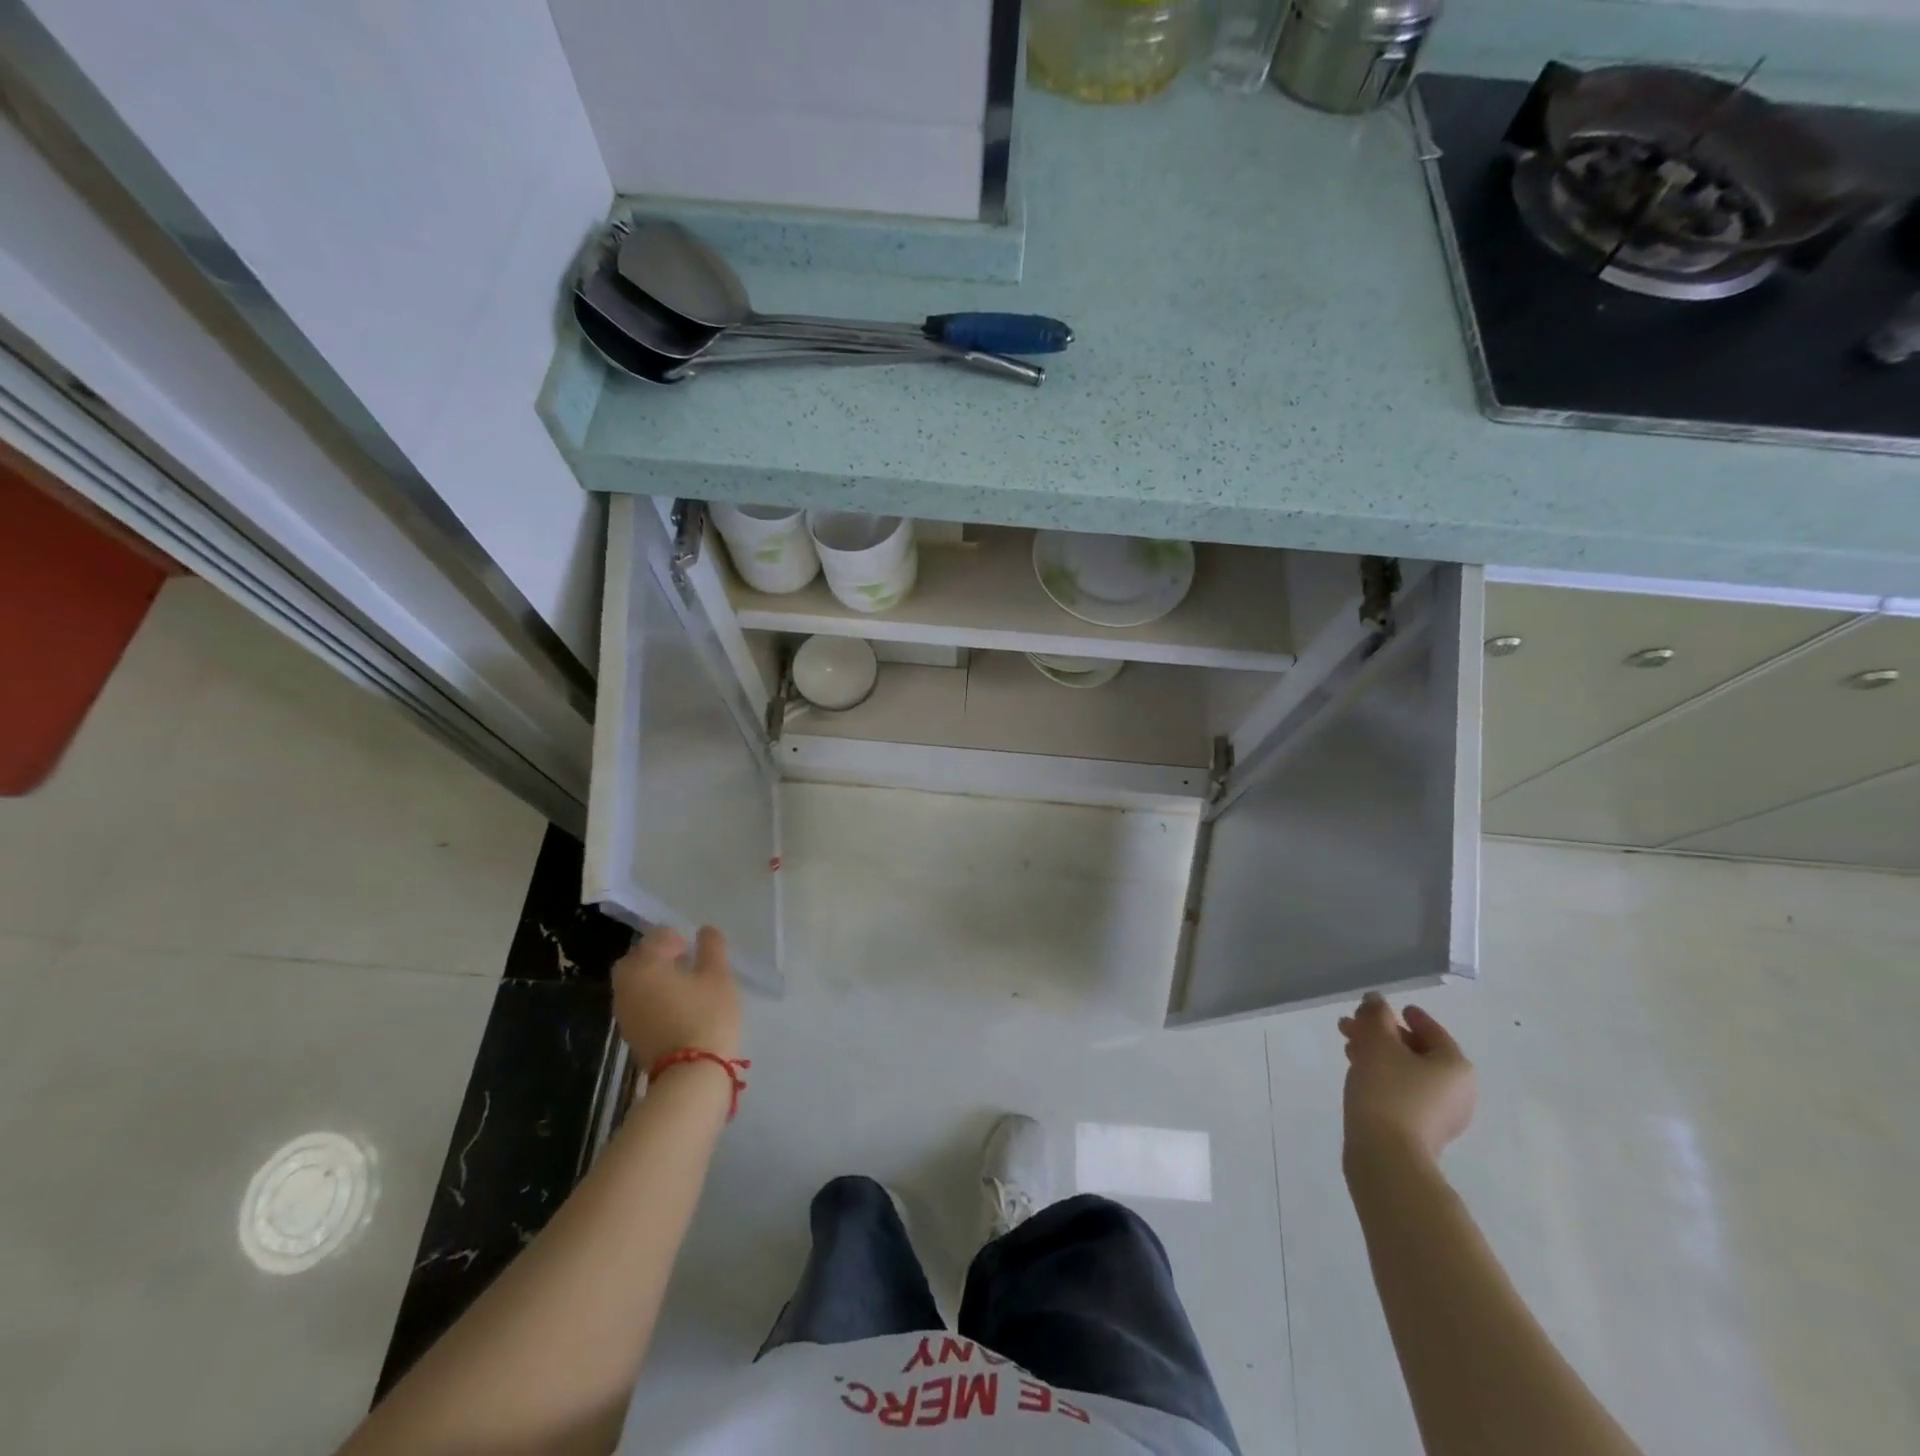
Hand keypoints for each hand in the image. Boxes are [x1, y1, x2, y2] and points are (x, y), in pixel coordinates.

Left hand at [613, 926, 741, 1068]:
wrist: (690, 1074)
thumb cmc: (707, 1016)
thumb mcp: (718, 976)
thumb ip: (712, 947)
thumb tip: (705, 930)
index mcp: (644, 965)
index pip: (656, 937)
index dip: (678, 938)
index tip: (696, 949)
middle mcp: (625, 985)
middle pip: (637, 959)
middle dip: (658, 956)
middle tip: (686, 962)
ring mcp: (623, 1012)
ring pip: (635, 983)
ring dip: (654, 978)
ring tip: (684, 985)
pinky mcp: (629, 1033)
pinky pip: (637, 1003)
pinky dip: (652, 998)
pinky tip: (676, 1006)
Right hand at [1339, 992, 1474, 1165]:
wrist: (1386, 1154)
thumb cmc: (1388, 1090)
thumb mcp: (1378, 1042)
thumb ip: (1376, 1016)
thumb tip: (1376, 1000)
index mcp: (1455, 1066)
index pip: (1431, 1030)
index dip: (1406, 1015)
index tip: (1383, 1008)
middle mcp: (1457, 1090)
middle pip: (1417, 1050)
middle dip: (1382, 1034)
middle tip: (1352, 1024)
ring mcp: (1441, 1114)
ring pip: (1407, 1072)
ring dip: (1378, 1054)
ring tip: (1347, 1046)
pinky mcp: (1422, 1131)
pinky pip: (1403, 1092)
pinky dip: (1383, 1077)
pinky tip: (1358, 1072)